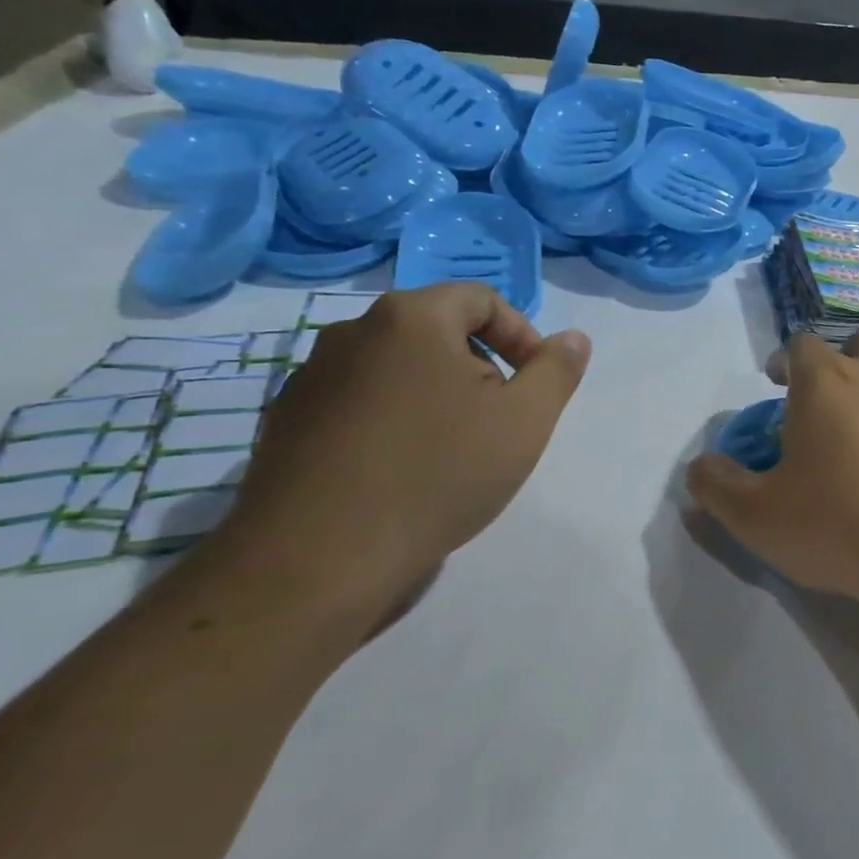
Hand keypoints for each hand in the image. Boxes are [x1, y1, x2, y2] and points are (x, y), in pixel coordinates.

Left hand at [217, 284, 590, 637]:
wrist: (320, 559)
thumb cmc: (439, 473)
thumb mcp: (526, 420)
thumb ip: (557, 370)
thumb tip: (573, 338)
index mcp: (410, 319)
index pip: (480, 299)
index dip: (520, 335)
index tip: (533, 384)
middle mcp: (351, 333)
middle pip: (436, 332)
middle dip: (480, 368)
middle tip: (499, 421)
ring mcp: (310, 379)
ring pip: (396, 370)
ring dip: (435, 396)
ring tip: (453, 451)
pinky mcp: (285, 425)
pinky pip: (358, 405)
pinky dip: (392, 422)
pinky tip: (403, 472)